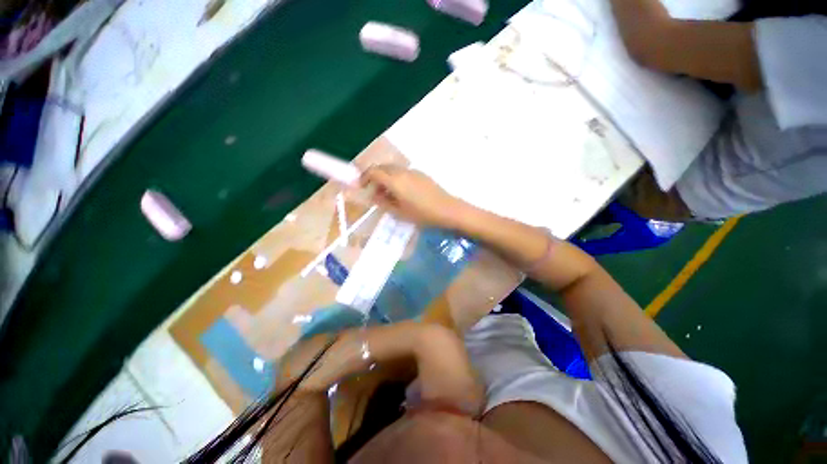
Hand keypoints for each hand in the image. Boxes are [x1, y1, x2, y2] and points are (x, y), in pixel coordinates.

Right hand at [360, 165, 466, 227]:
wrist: (448, 210)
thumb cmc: (422, 214)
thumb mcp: (400, 212)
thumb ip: (384, 202)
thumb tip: (374, 195)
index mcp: (395, 180)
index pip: (373, 172)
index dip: (364, 177)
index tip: (361, 187)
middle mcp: (402, 171)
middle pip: (383, 167)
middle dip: (374, 177)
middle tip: (374, 191)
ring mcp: (413, 171)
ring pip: (393, 169)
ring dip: (386, 177)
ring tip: (388, 194)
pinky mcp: (422, 174)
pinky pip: (404, 172)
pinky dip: (396, 178)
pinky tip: (402, 192)